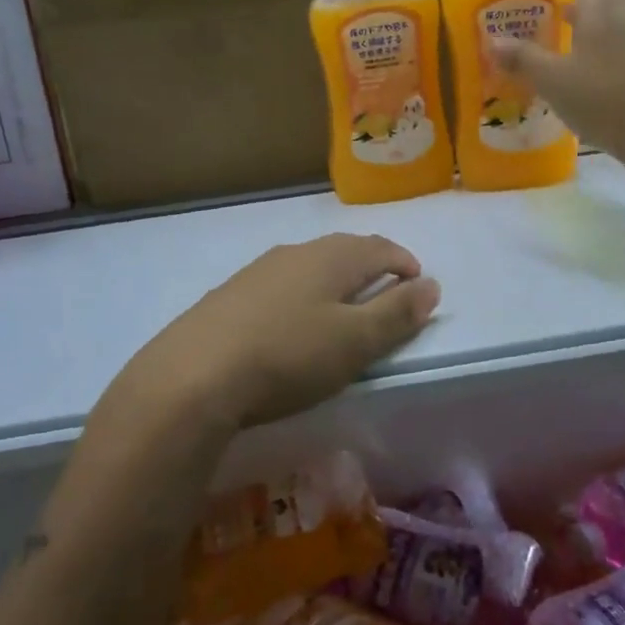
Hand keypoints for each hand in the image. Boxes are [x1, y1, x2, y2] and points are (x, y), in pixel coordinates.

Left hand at [111, 234, 440, 432]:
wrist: (193, 376)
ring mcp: (258, 271)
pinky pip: (281, 283)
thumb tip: (432, 285)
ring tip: (342, 307)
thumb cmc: (288, 357)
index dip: (404, 263)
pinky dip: (302, 294)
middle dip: (371, 266)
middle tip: (386, 292)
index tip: (418, 284)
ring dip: (334, 279)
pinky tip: (291, 322)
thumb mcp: (355, 342)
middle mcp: (295, 253)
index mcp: (332, 258)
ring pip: (309, 265)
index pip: (380, 247)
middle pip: (344, 250)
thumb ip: (397, 313)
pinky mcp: (230, 294)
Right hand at [490, 0, 624, 161]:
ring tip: (558, 12)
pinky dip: (592, 31)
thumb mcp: (555, 80)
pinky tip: (579, 55)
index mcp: (604, 3)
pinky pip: (614, 33)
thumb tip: (493, 42)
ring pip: (607, 8)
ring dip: (582, 4)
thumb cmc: (609, 98)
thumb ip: (524, 59)